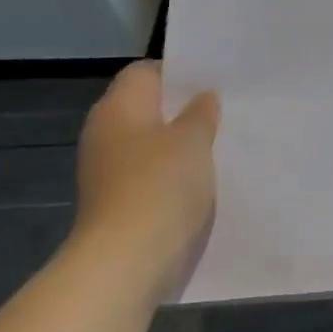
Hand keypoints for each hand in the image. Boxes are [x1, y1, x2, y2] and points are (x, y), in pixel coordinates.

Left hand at [73, 62, 219, 286]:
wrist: (127, 258)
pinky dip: (174, 172)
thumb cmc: (161, 186)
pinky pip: (151, 172)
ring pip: (151, 142)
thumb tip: (202, 97)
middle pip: (147, 107)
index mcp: (118, 108)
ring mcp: (108, 168)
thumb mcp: (193, 141)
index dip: (179, 73)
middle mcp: (106, 132)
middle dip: (183, 109)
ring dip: (181, 143)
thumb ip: (201, 114)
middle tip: (226, 112)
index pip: (145, 72)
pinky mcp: (119, 199)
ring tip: (221, 145)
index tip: (214, 82)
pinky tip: (204, 180)